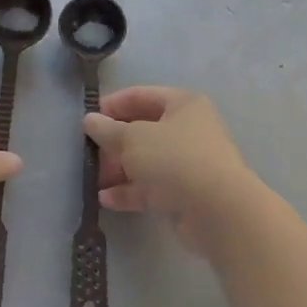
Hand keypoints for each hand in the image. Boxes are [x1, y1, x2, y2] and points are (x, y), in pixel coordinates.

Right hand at [83, 86, 258, 249]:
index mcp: (183, 105)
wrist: (218, 211)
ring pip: (147, 161)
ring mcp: (189, 163)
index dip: (113, 105)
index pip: (142, 96)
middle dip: (114, 142)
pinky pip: (153, 187)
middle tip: (90, 153)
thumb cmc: (174, 159)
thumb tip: (90, 120)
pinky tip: (106, 199)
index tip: (88, 119)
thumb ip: (108, 130)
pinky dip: (130, 191)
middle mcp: (189, 130)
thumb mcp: (133, 139)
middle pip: (144, 130)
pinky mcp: (187, 194)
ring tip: (94, 179)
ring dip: (120, 169)